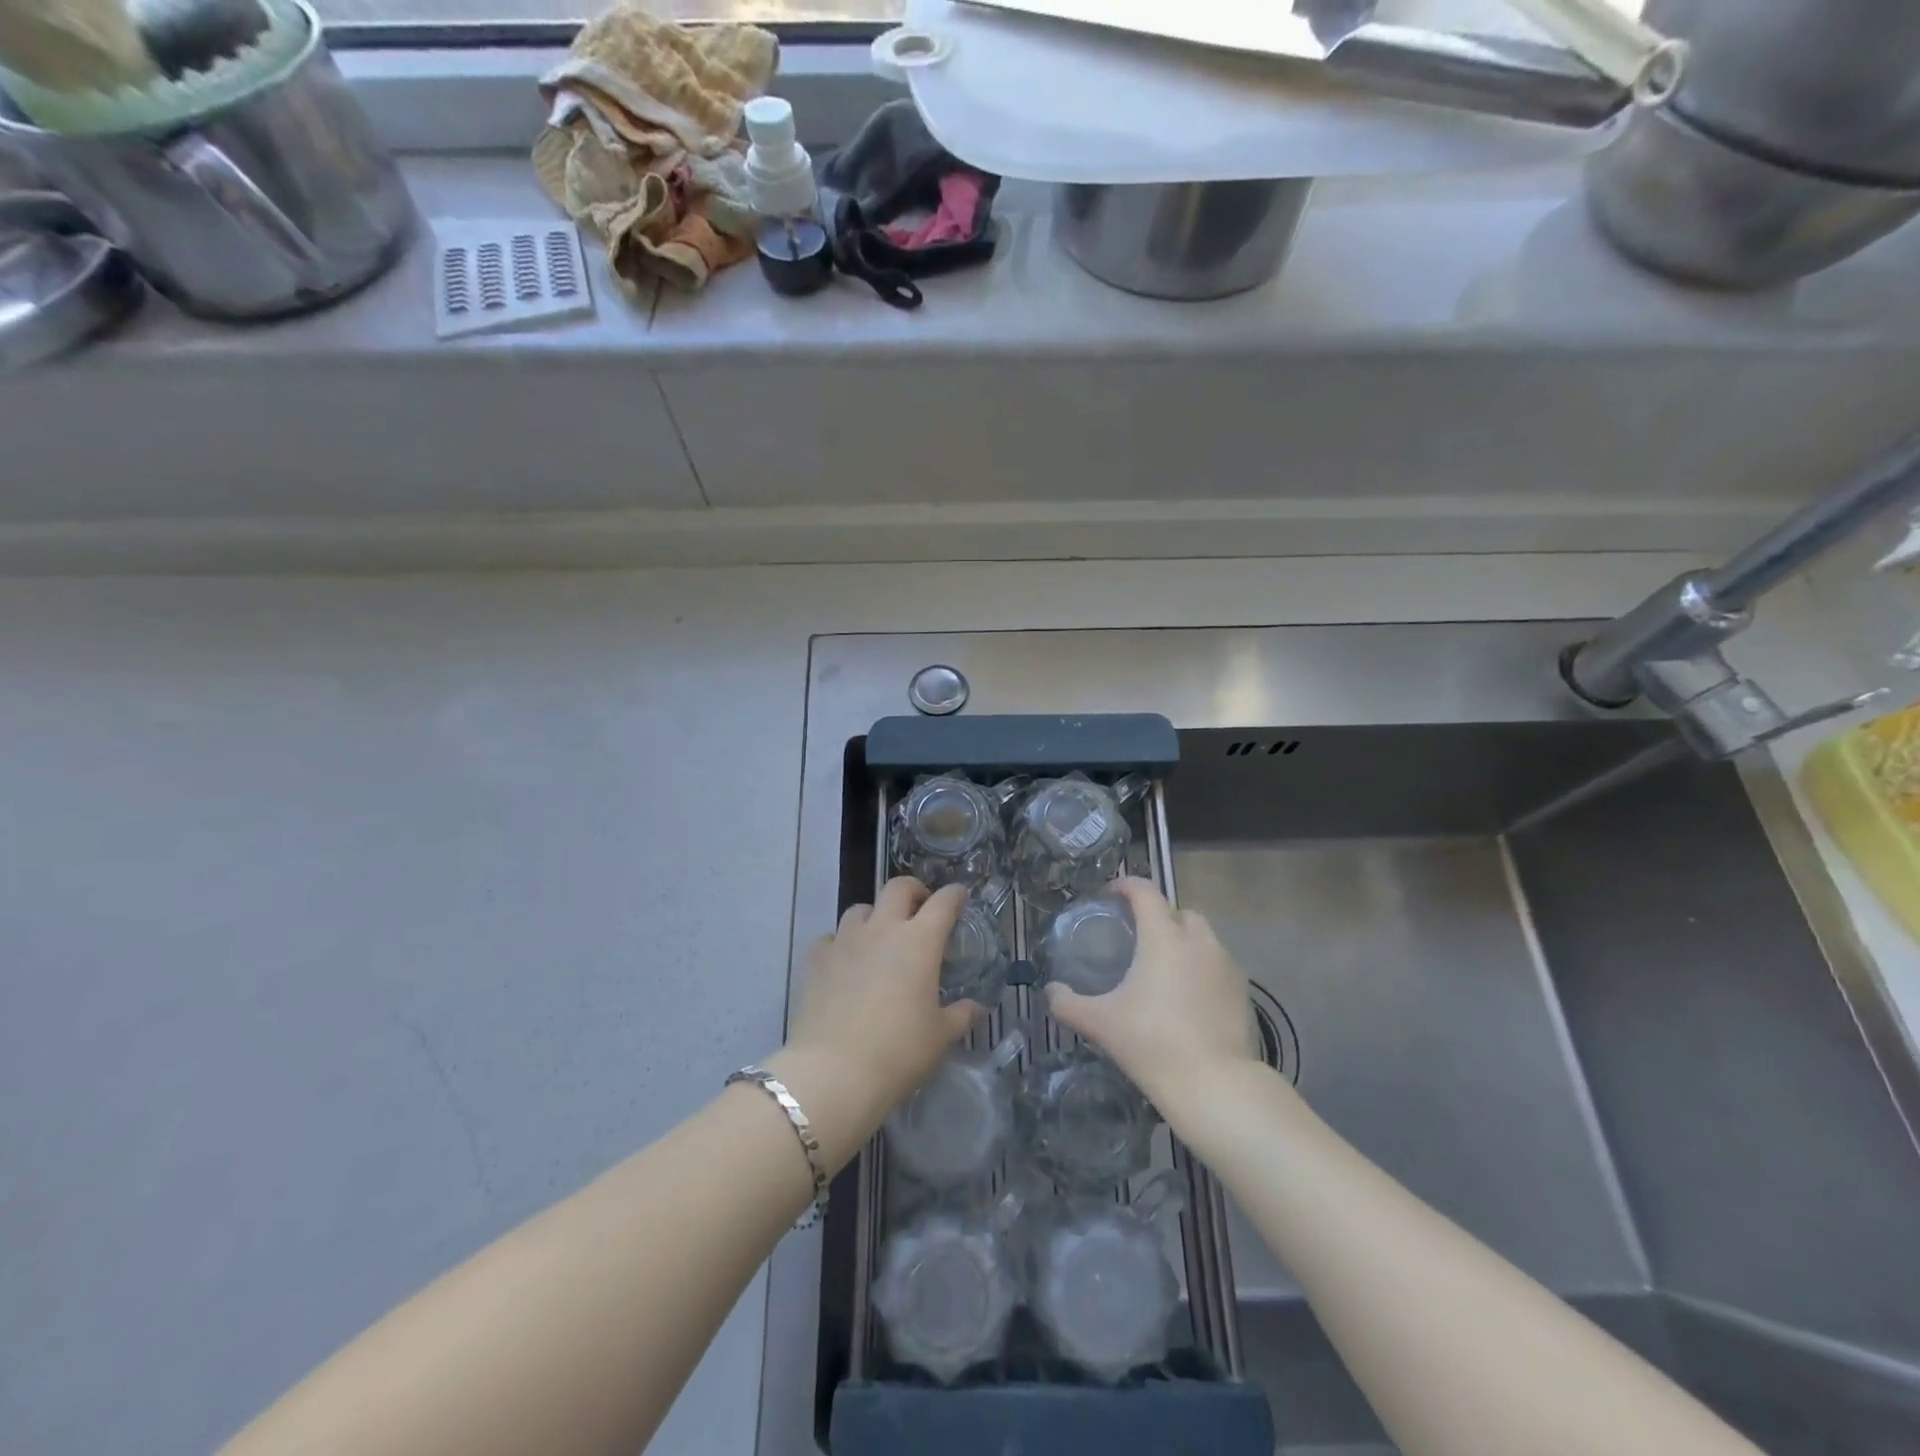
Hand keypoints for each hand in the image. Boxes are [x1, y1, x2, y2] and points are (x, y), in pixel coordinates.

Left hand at [779, 878, 977, 1126]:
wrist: (834, 1072)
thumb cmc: (898, 1052)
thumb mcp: (940, 1036)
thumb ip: (960, 1015)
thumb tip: (974, 1007)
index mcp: (920, 941)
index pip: (943, 902)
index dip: (955, 895)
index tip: (960, 897)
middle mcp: (883, 930)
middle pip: (898, 887)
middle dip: (914, 891)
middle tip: (920, 908)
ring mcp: (846, 941)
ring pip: (860, 908)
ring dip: (875, 915)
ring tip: (880, 936)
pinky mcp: (817, 959)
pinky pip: (832, 937)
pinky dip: (842, 943)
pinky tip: (846, 962)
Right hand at [1045, 878, 1258, 1114]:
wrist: (1214, 1085)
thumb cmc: (1152, 1043)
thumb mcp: (1101, 1023)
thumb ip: (1068, 1003)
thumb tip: (1049, 991)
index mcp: (1163, 937)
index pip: (1145, 891)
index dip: (1125, 886)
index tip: (1110, 896)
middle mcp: (1198, 941)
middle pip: (1178, 911)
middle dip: (1159, 916)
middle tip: (1138, 938)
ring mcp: (1226, 965)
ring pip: (1203, 937)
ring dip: (1183, 942)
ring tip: (1164, 969)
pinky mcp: (1243, 991)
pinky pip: (1218, 964)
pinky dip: (1202, 968)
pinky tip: (1188, 996)